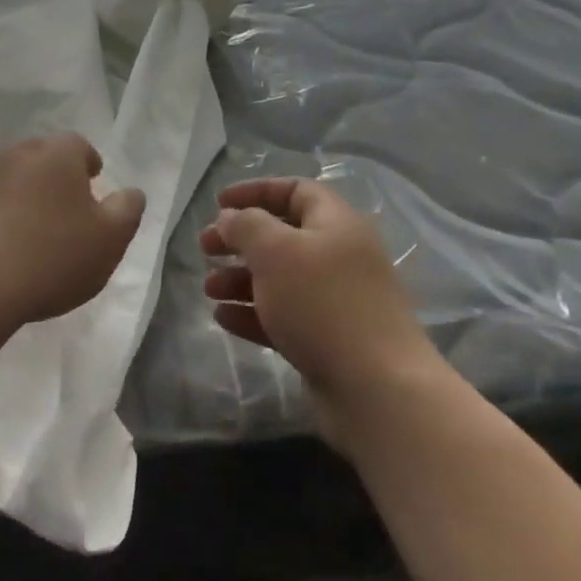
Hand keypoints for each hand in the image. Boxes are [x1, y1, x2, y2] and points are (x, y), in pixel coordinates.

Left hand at [0, 134, 146, 326]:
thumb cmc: (51, 258)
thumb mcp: (109, 240)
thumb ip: (126, 210)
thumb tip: (130, 192)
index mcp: (55, 155)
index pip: (78, 146)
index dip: (88, 165)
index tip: (92, 185)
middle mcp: (14, 153)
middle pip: (41, 158)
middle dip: (54, 178)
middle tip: (64, 210)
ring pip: (9, 178)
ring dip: (22, 196)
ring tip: (31, 231)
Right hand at [200, 178, 437, 418]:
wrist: (376, 389)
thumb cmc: (323, 304)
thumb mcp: (276, 251)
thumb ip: (246, 226)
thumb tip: (230, 218)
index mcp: (337, 225)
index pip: (296, 191)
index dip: (256, 191)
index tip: (219, 203)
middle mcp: (339, 257)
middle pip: (282, 236)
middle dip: (239, 240)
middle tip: (204, 248)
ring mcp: (334, 301)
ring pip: (278, 279)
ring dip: (239, 279)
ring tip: (208, 289)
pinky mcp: (326, 339)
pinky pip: (282, 316)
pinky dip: (252, 312)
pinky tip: (223, 318)